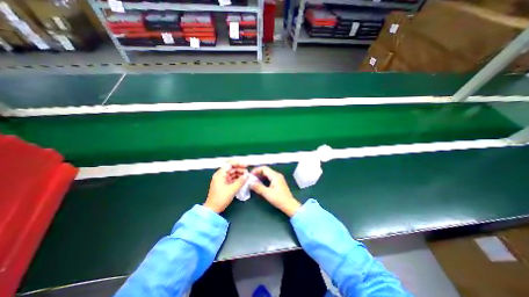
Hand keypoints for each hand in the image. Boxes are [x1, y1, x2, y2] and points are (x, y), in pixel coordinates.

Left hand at [204, 160, 250, 213]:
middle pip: (231, 168)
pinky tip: (242, 180)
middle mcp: (220, 175)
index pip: (230, 164)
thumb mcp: (232, 190)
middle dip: (240, 169)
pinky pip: (231, 178)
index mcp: (220, 174)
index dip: (238, 163)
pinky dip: (237, 178)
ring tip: (246, 177)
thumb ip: (240, 181)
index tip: (246, 165)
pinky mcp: (224, 184)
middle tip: (247, 172)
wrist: (213, 209)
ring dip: (239, 174)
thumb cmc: (221, 198)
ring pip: (232, 173)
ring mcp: (222, 179)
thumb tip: (247, 175)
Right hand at [249, 167, 298, 215]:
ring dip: (260, 176)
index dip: (256, 170)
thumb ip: (258, 187)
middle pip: (266, 170)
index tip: (250, 175)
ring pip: (268, 174)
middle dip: (258, 173)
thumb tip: (250, 183)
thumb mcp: (267, 193)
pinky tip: (260, 184)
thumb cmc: (279, 199)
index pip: (264, 168)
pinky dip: (264, 179)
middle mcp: (277, 175)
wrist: (289, 205)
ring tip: (254, 181)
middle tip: (251, 178)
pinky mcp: (279, 182)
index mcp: (275, 176)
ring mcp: (279, 178)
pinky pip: (270, 177)